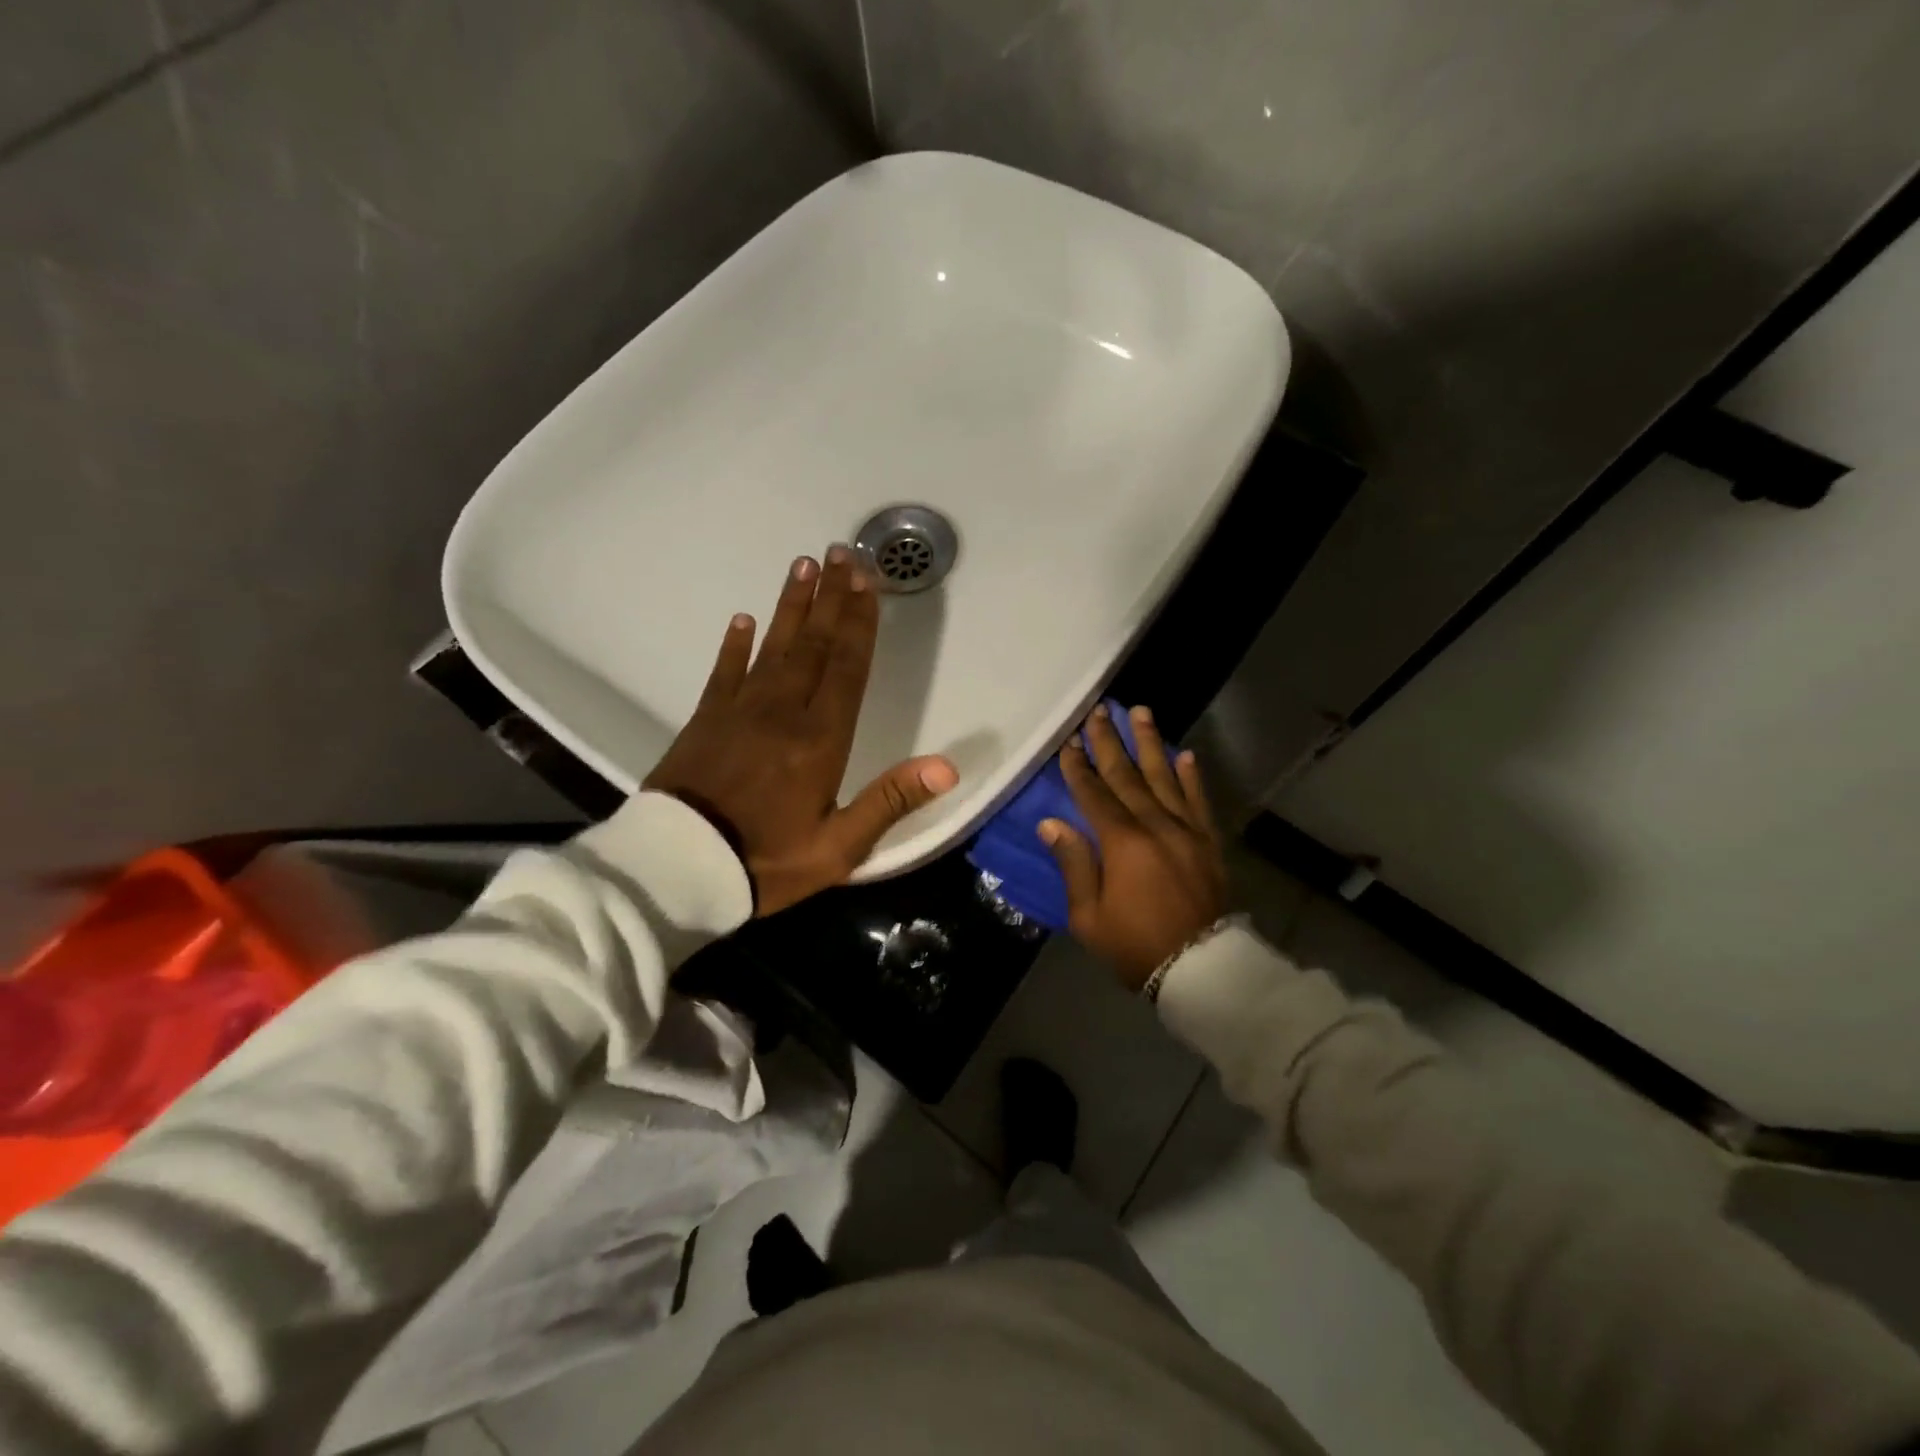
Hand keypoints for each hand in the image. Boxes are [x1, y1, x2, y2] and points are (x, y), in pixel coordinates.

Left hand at [644, 546, 958, 915]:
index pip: (847, 667)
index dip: (860, 623)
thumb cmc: (766, 862)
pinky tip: (742, 619)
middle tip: (840, 553)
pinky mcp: (705, 720)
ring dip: (791, 607)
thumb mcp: (839, 848)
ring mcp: (740, 711)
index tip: (866, 582)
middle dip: (831, 598)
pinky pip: (724, 671)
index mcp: (821, 739)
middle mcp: (784, 711)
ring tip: (803, 566)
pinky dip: (734, 644)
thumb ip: (890, 802)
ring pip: (773, 647)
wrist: (676, 869)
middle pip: (814, 645)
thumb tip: (946, 767)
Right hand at [1039, 704, 1229, 989]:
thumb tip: (1051, 823)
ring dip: (1150, 744)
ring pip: (1164, 778)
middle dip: (1110, 742)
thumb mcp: (1088, 915)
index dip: (1079, 767)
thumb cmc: (1135, 945)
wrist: (1200, 969)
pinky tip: (1185, 754)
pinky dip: (1191, 777)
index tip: (1069, 741)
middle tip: (1099, 711)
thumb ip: (1073, 864)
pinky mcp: (1208, 842)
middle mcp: (1155, 825)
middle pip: (1128, 776)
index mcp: (1122, 843)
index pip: (1095, 794)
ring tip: (1140, 713)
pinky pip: (1199, 801)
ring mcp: (1186, 831)